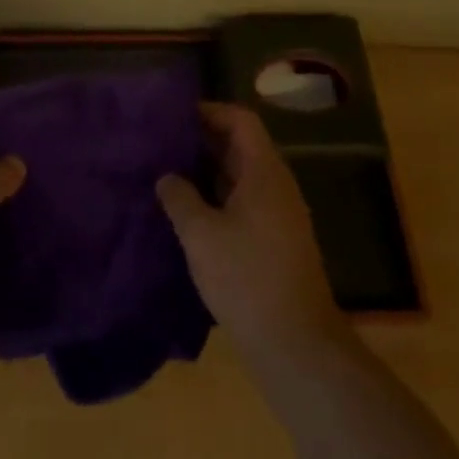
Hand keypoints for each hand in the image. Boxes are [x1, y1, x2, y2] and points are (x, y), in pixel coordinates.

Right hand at [157, 103, 345, 365]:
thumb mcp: (202, 235)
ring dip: (206, 173)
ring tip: (167, 176)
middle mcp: (276, 186)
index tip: (173, 116)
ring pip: (240, 177)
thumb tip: (167, 177)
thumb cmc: (247, 279)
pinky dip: (217, 199)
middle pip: (240, 146)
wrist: (297, 347)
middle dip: (201, 142)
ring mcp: (279, 216)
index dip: (209, 111)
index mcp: (264, 172)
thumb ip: (180, 198)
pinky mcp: (275, 243)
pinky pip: (244, 204)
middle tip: (161, 144)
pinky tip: (188, 215)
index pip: (240, 120)